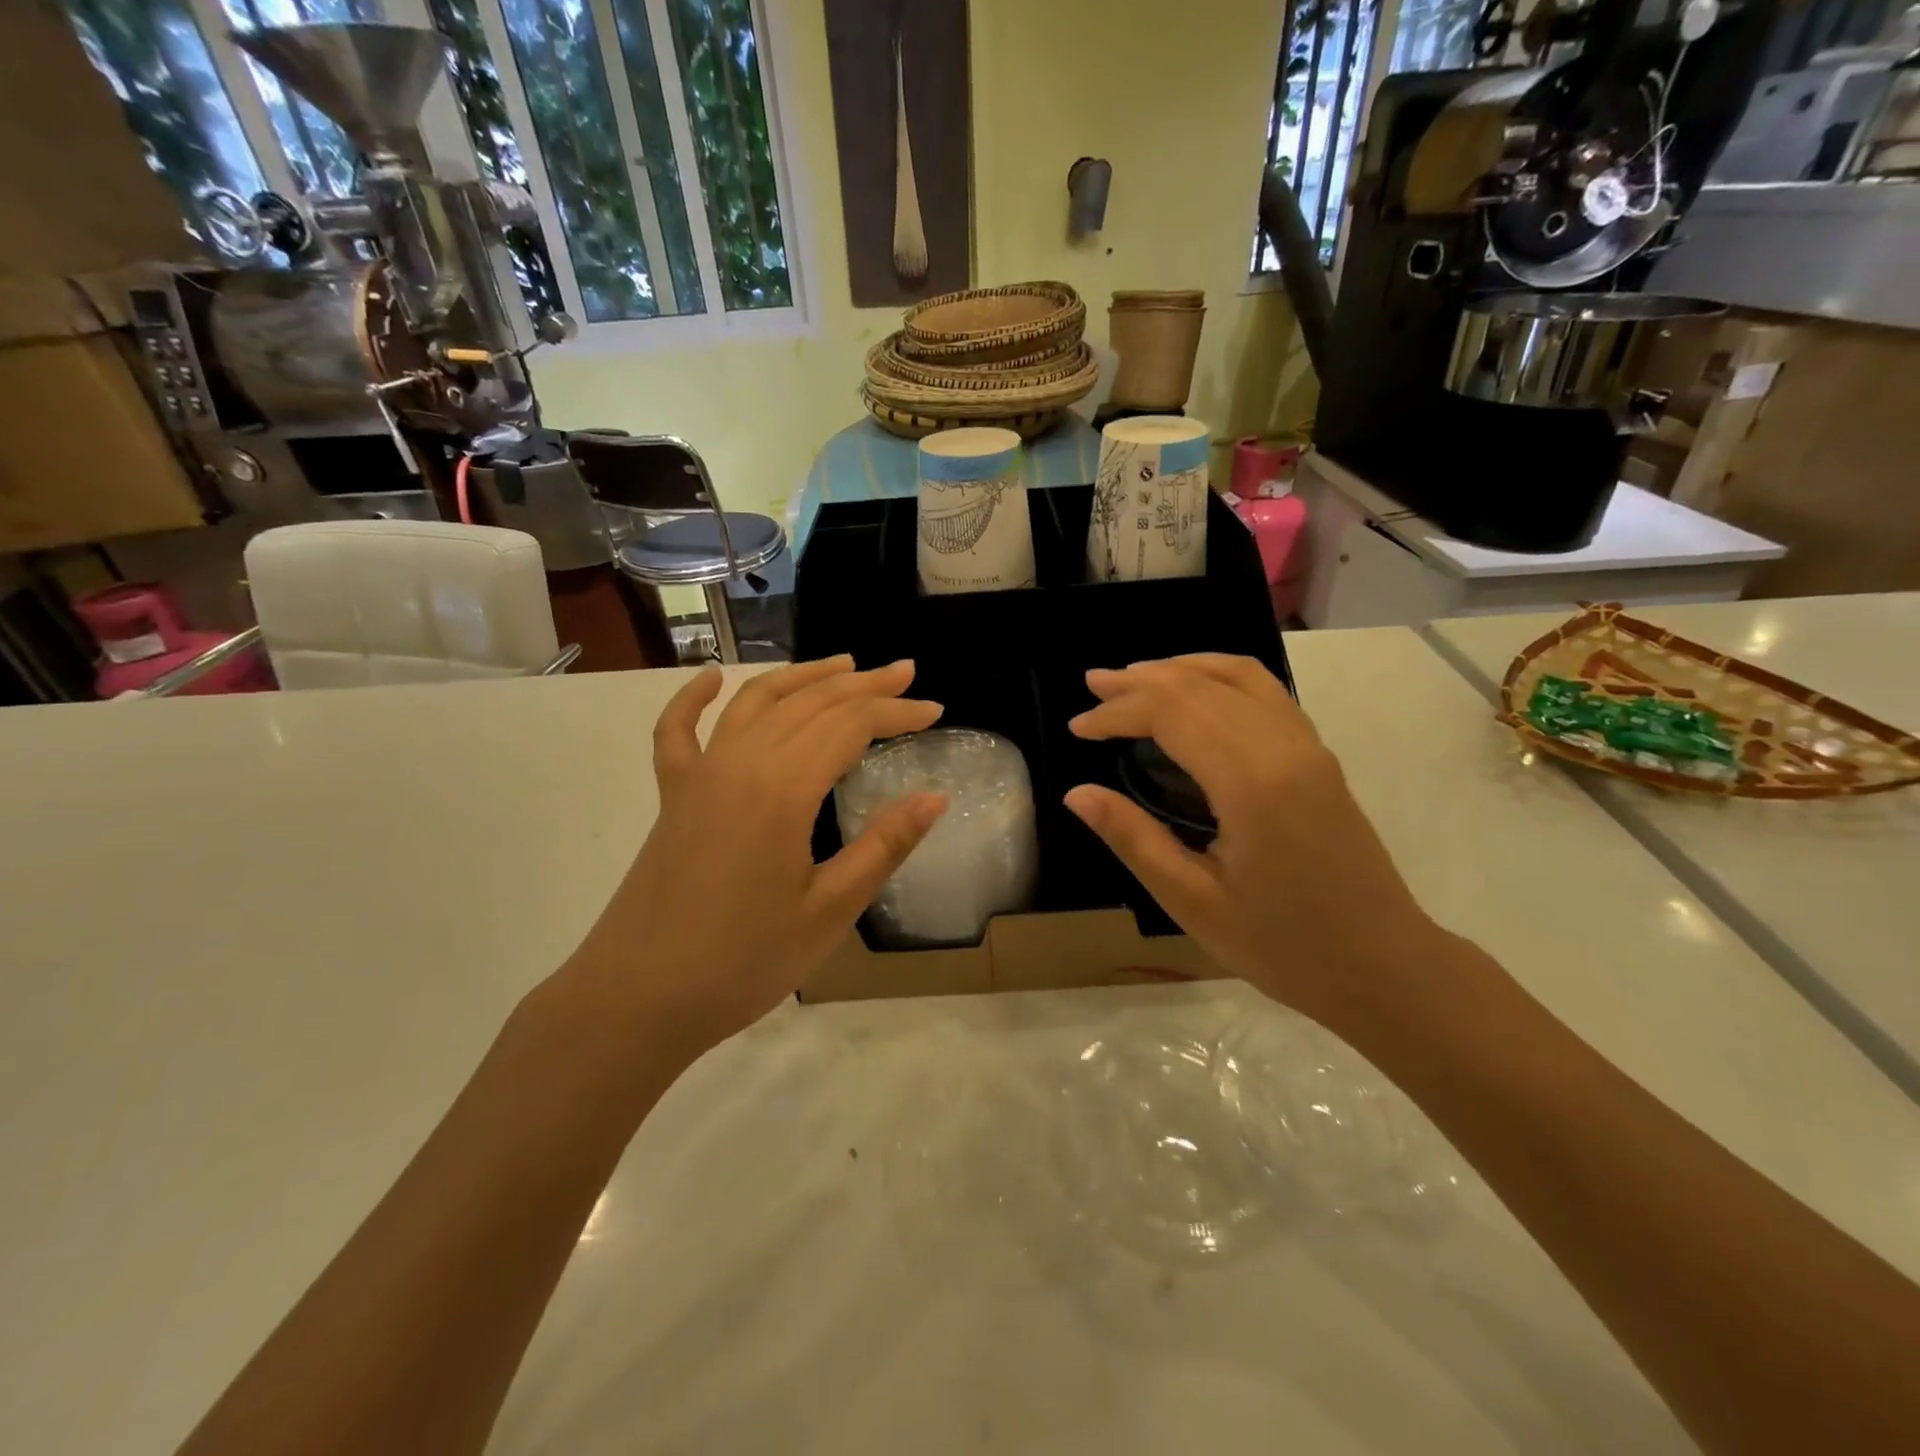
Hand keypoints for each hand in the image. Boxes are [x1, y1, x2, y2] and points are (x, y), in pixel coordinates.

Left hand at [563, 657, 945, 1056]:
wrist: (638, 998)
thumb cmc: (743, 962)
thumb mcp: (830, 911)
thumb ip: (884, 846)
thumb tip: (935, 798)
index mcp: (783, 788)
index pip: (851, 725)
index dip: (897, 712)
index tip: (936, 711)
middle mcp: (740, 762)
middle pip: (810, 702)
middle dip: (864, 684)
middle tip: (905, 672)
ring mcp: (700, 774)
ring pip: (756, 701)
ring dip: (802, 677)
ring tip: (843, 664)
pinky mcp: (672, 795)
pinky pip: (678, 731)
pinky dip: (693, 698)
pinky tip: (710, 678)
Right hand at [1064, 654, 1438, 1034]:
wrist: (1383, 966)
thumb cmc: (1282, 945)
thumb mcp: (1193, 901)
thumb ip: (1133, 838)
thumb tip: (1077, 794)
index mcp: (1251, 782)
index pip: (1172, 712)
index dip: (1119, 712)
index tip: (1078, 728)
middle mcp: (1283, 747)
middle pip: (1200, 686)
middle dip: (1140, 682)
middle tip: (1091, 686)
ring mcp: (1308, 746)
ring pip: (1238, 676)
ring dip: (1181, 669)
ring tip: (1134, 677)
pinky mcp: (1319, 756)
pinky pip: (1266, 692)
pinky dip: (1220, 676)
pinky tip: (1197, 690)